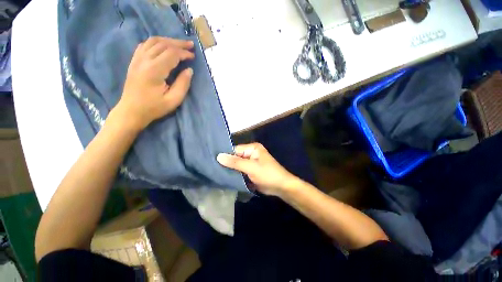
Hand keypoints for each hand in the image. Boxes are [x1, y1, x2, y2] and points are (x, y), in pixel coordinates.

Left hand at [112, 37, 194, 130]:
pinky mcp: (134, 61)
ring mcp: (137, 59)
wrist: (131, 110)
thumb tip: (189, 70)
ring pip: (153, 41)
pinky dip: (156, 43)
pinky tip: (163, 46)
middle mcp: (144, 60)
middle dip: (178, 43)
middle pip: (163, 44)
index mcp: (154, 70)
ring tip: (179, 44)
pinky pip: (145, 45)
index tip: (193, 57)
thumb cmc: (154, 107)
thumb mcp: (174, 100)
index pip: (171, 54)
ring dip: (168, 40)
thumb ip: (183, 84)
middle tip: (190, 45)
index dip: (184, 53)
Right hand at [217, 143, 299, 196]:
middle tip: (212, 169)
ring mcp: (250, 162)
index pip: (235, 150)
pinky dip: (234, 174)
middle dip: (226, 163)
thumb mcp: (251, 167)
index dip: (225, 156)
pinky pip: (240, 171)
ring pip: (236, 165)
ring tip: (215, 173)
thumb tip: (218, 156)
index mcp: (252, 148)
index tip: (212, 161)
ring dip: (230, 170)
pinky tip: (224, 178)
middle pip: (235, 157)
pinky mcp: (250, 171)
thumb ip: (235, 162)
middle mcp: (250, 153)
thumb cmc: (268, 174)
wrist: (281, 187)